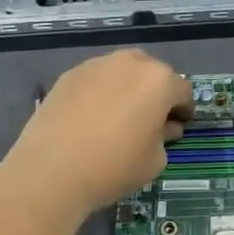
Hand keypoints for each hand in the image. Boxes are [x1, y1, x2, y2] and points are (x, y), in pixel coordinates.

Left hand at [0, 49, 190, 217]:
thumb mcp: (154, 161)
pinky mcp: (69, 75)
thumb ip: (165, 137)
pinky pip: (96, 79)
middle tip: (148, 119)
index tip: (178, 126)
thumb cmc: (113, 167)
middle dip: (155, 93)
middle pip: (152, 73)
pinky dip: (100, 92)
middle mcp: (131, 63)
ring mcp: (97, 65)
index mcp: (159, 81)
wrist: (50, 171)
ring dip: (127, 88)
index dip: (183, 110)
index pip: (182, 90)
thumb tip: (164, 127)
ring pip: (122, 71)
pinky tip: (90, 117)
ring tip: (117, 116)